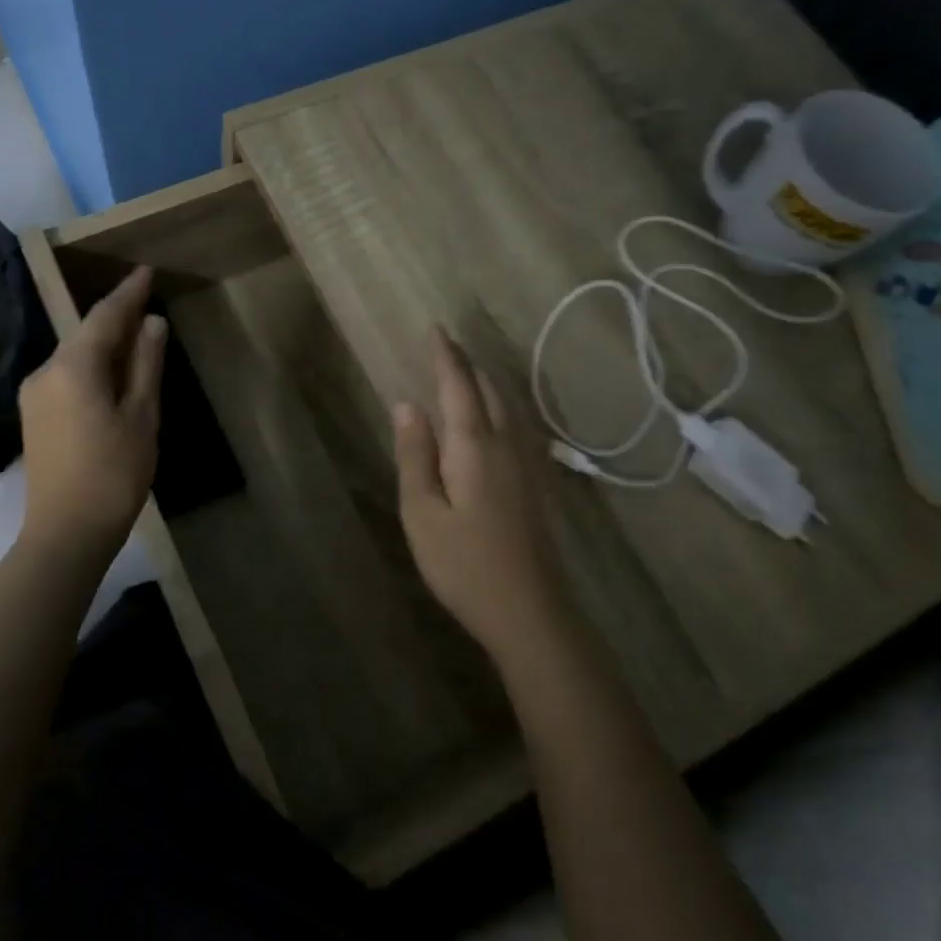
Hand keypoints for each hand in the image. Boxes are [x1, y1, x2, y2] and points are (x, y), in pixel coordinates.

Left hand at [18, 265, 166, 553]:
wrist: (66, 533)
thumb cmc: (114, 474)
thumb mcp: (141, 416)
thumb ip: (145, 365)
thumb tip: (152, 323)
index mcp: (73, 367)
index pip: (104, 316)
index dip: (128, 292)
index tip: (146, 269)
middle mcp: (45, 372)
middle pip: (85, 333)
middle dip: (116, 315)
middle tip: (146, 298)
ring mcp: (34, 395)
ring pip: (75, 355)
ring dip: (105, 342)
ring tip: (136, 334)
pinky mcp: (34, 416)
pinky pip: (67, 375)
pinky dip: (92, 365)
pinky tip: (112, 372)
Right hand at [394, 330, 570, 664]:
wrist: (531, 612)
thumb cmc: (465, 564)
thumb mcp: (422, 512)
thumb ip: (415, 455)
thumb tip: (407, 405)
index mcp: (474, 446)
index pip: (458, 386)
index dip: (445, 356)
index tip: (435, 329)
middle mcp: (506, 444)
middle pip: (488, 390)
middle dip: (466, 364)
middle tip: (446, 345)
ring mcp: (526, 464)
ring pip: (506, 406)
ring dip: (483, 382)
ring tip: (465, 371)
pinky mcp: (534, 484)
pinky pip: (514, 425)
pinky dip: (496, 406)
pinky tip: (490, 418)